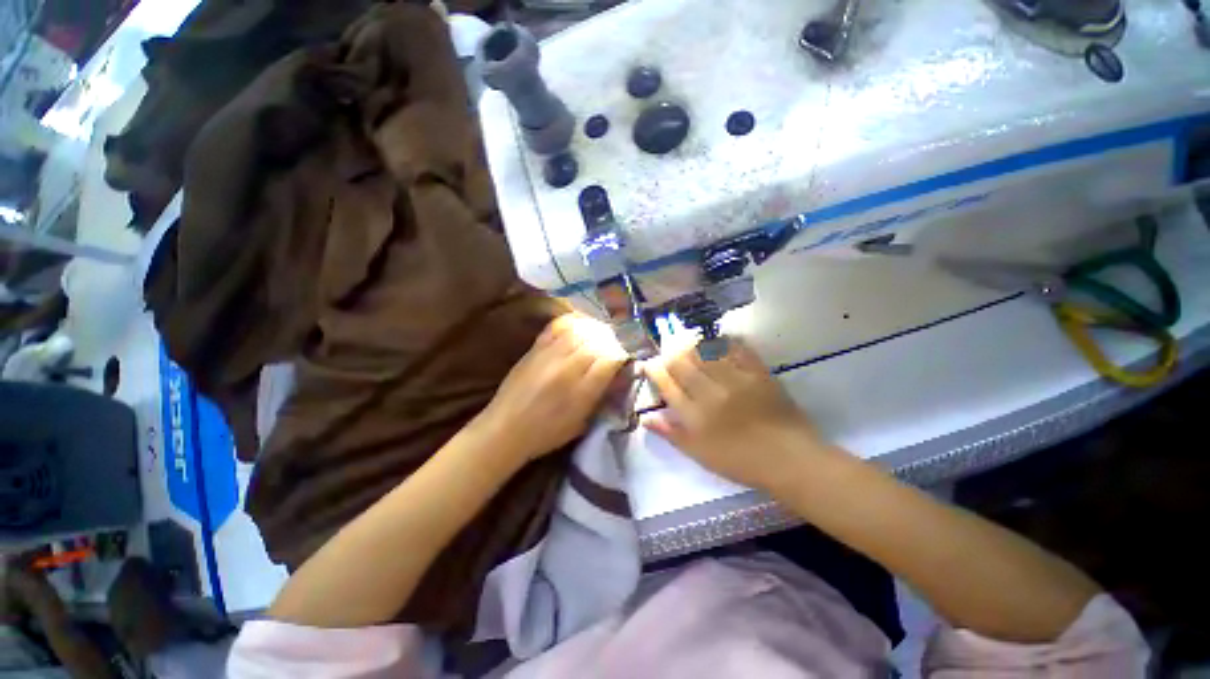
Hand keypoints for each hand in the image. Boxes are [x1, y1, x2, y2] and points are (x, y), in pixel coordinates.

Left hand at [472, 314, 628, 467]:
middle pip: (597, 341)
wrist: (504, 429)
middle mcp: (566, 368)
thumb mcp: (581, 422)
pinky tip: (581, 324)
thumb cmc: (546, 434)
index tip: (627, 357)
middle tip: (617, 344)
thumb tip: (619, 376)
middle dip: (612, 340)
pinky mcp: (535, 348)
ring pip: (580, 330)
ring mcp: (548, 355)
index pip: (610, 359)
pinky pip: (557, 326)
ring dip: (595, 329)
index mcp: (580, 391)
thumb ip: (601, 397)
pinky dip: (573, 322)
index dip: (623, 354)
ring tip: (602, 333)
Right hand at [641, 339, 827, 491]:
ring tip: (686, 341)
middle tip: (666, 349)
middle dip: (669, 352)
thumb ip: (671, 433)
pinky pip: (736, 349)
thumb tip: (646, 418)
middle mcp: (711, 393)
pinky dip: (724, 342)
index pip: (667, 384)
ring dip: (691, 344)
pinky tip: (717, 341)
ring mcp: (735, 380)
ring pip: (705, 352)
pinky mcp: (757, 372)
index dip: (654, 370)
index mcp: (695, 416)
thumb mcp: (699, 454)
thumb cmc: (739, 460)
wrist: (789, 459)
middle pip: (682, 363)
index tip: (649, 363)